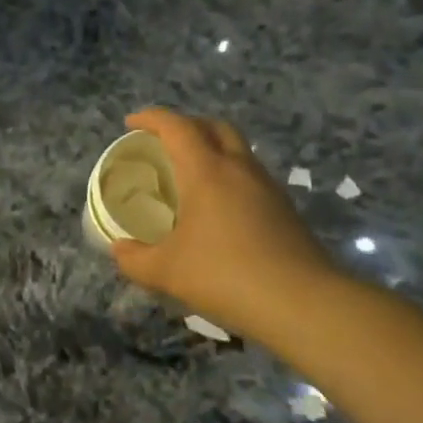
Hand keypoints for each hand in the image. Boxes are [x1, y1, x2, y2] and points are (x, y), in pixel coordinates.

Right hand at [111, 109, 344, 342]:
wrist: (304, 304)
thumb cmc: (226, 276)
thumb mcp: (166, 272)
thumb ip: (135, 259)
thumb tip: (118, 249)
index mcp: (207, 172)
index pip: (177, 127)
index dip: (151, 118)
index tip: (131, 123)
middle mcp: (239, 169)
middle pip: (215, 127)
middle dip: (187, 125)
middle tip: (164, 143)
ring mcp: (268, 188)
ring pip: (238, 150)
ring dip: (212, 150)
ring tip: (190, 176)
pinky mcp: (285, 210)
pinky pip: (251, 177)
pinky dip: (229, 177)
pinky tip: (218, 209)